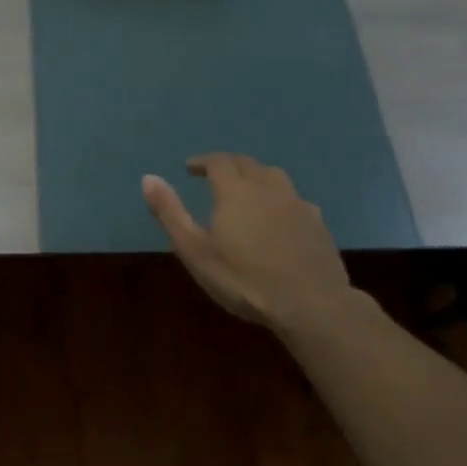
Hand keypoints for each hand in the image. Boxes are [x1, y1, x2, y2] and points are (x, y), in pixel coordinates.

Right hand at [142, 154, 360, 333]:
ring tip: (247, 189)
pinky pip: (295, 199)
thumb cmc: (243, 279)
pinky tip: (280, 215)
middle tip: (214, 175)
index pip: (218, 162)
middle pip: (247, 164)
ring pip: (274, 176)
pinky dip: (280, 198)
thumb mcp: (195, 250)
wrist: (310, 304)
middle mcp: (267, 188)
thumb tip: (148, 178)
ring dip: (256, 175)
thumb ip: (170, 213)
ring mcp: (297, 204)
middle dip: (228, 165)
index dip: (202, 161)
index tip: (190, 168)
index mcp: (235, 191)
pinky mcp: (318, 224)